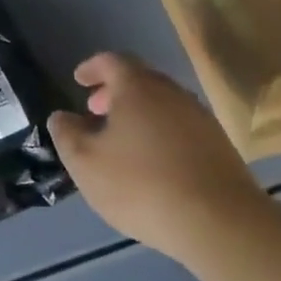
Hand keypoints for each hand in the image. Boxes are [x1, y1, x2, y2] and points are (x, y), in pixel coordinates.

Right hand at [48, 52, 265, 266]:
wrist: (216, 219)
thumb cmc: (139, 184)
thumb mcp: (85, 163)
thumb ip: (67, 134)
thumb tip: (62, 116)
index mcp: (138, 88)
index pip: (112, 61)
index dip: (92, 68)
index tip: (78, 79)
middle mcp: (173, 93)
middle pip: (141, 80)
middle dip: (114, 91)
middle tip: (94, 110)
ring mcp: (200, 117)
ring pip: (162, 104)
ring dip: (138, 113)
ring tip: (120, 140)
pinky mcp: (218, 144)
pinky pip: (179, 127)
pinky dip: (158, 132)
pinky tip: (150, 162)